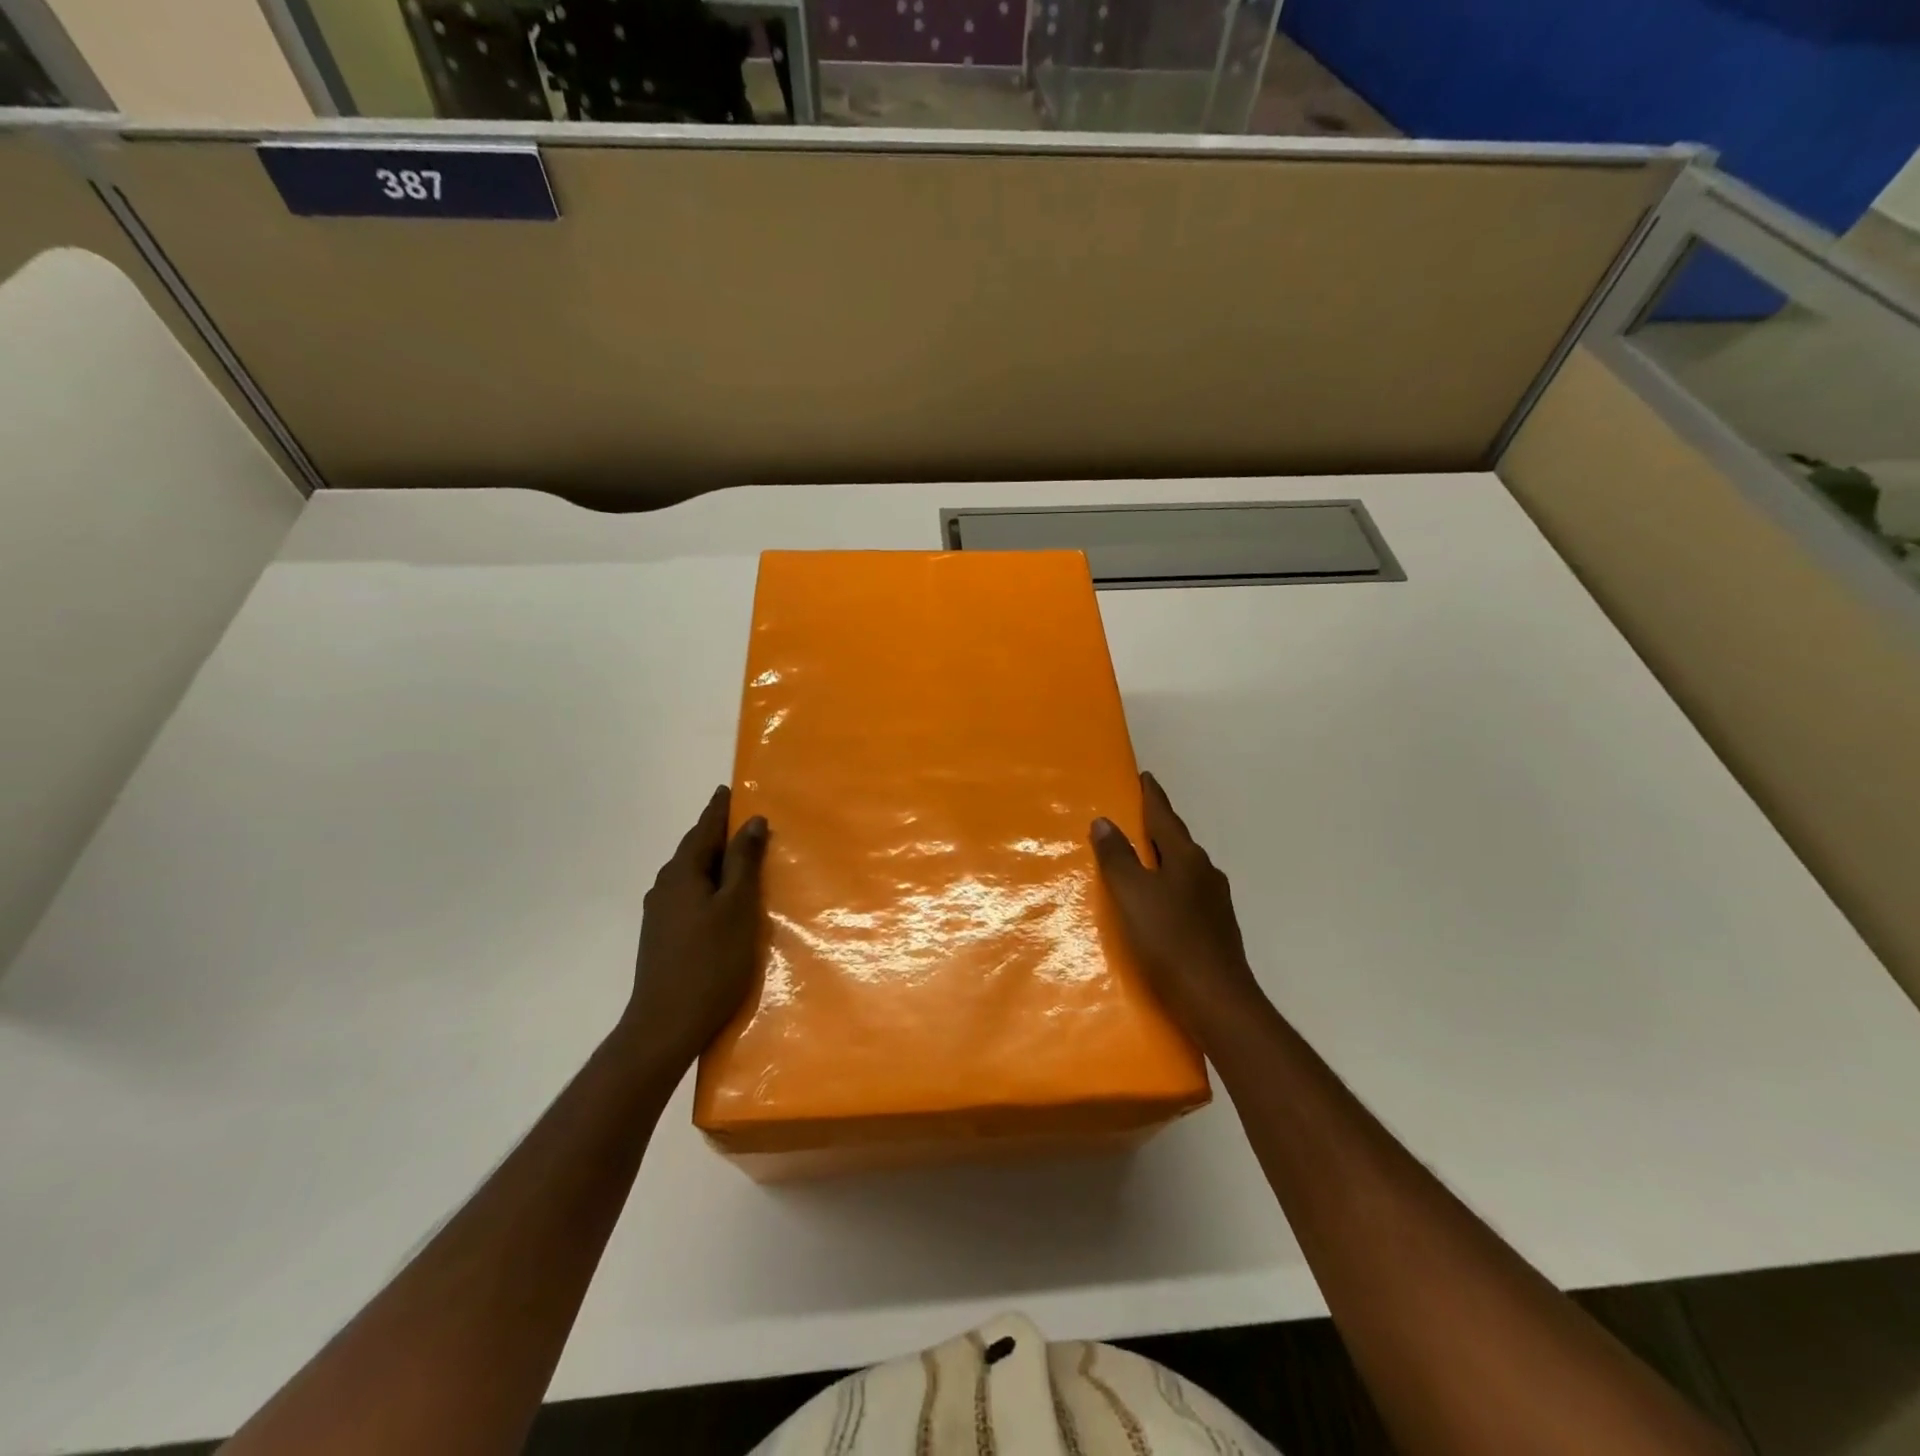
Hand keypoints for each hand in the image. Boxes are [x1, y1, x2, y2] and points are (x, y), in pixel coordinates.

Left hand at [620, 786, 768, 1070]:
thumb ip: (745, 862)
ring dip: (715, 861)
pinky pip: (689, 894)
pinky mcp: (662, 935)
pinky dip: (709, 885)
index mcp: (683, 873)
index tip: (729, 788)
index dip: (719, 809)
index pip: (704, 829)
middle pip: (695, 849)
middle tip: (745, 821)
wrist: (666, 1025)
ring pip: (692, 874)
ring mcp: (660, 912)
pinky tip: (722, 898)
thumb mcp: (738, 907)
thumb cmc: (711, 961)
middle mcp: (665, 886)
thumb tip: (751, 821)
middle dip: (718, 834)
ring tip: (740, 857)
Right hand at [1091, 771, 1267, 1037]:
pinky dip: (1169, 885)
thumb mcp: (1132, 895)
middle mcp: (1205, 873)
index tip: (1144, 776)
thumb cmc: (1169, 941)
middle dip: (1156, 826)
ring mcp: (1215, 902)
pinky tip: (1158, 902)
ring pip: (1183, 868)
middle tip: (1134, 815)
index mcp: (1186, 858)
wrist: (1216, 1001)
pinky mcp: (1216, 929)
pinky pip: (1187, 893)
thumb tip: (1104, 821)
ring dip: (1163, 857)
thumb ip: (1118, 858)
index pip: (1164, 817)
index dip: (1152, 796)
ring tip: (1140, 857)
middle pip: (1176, 840)